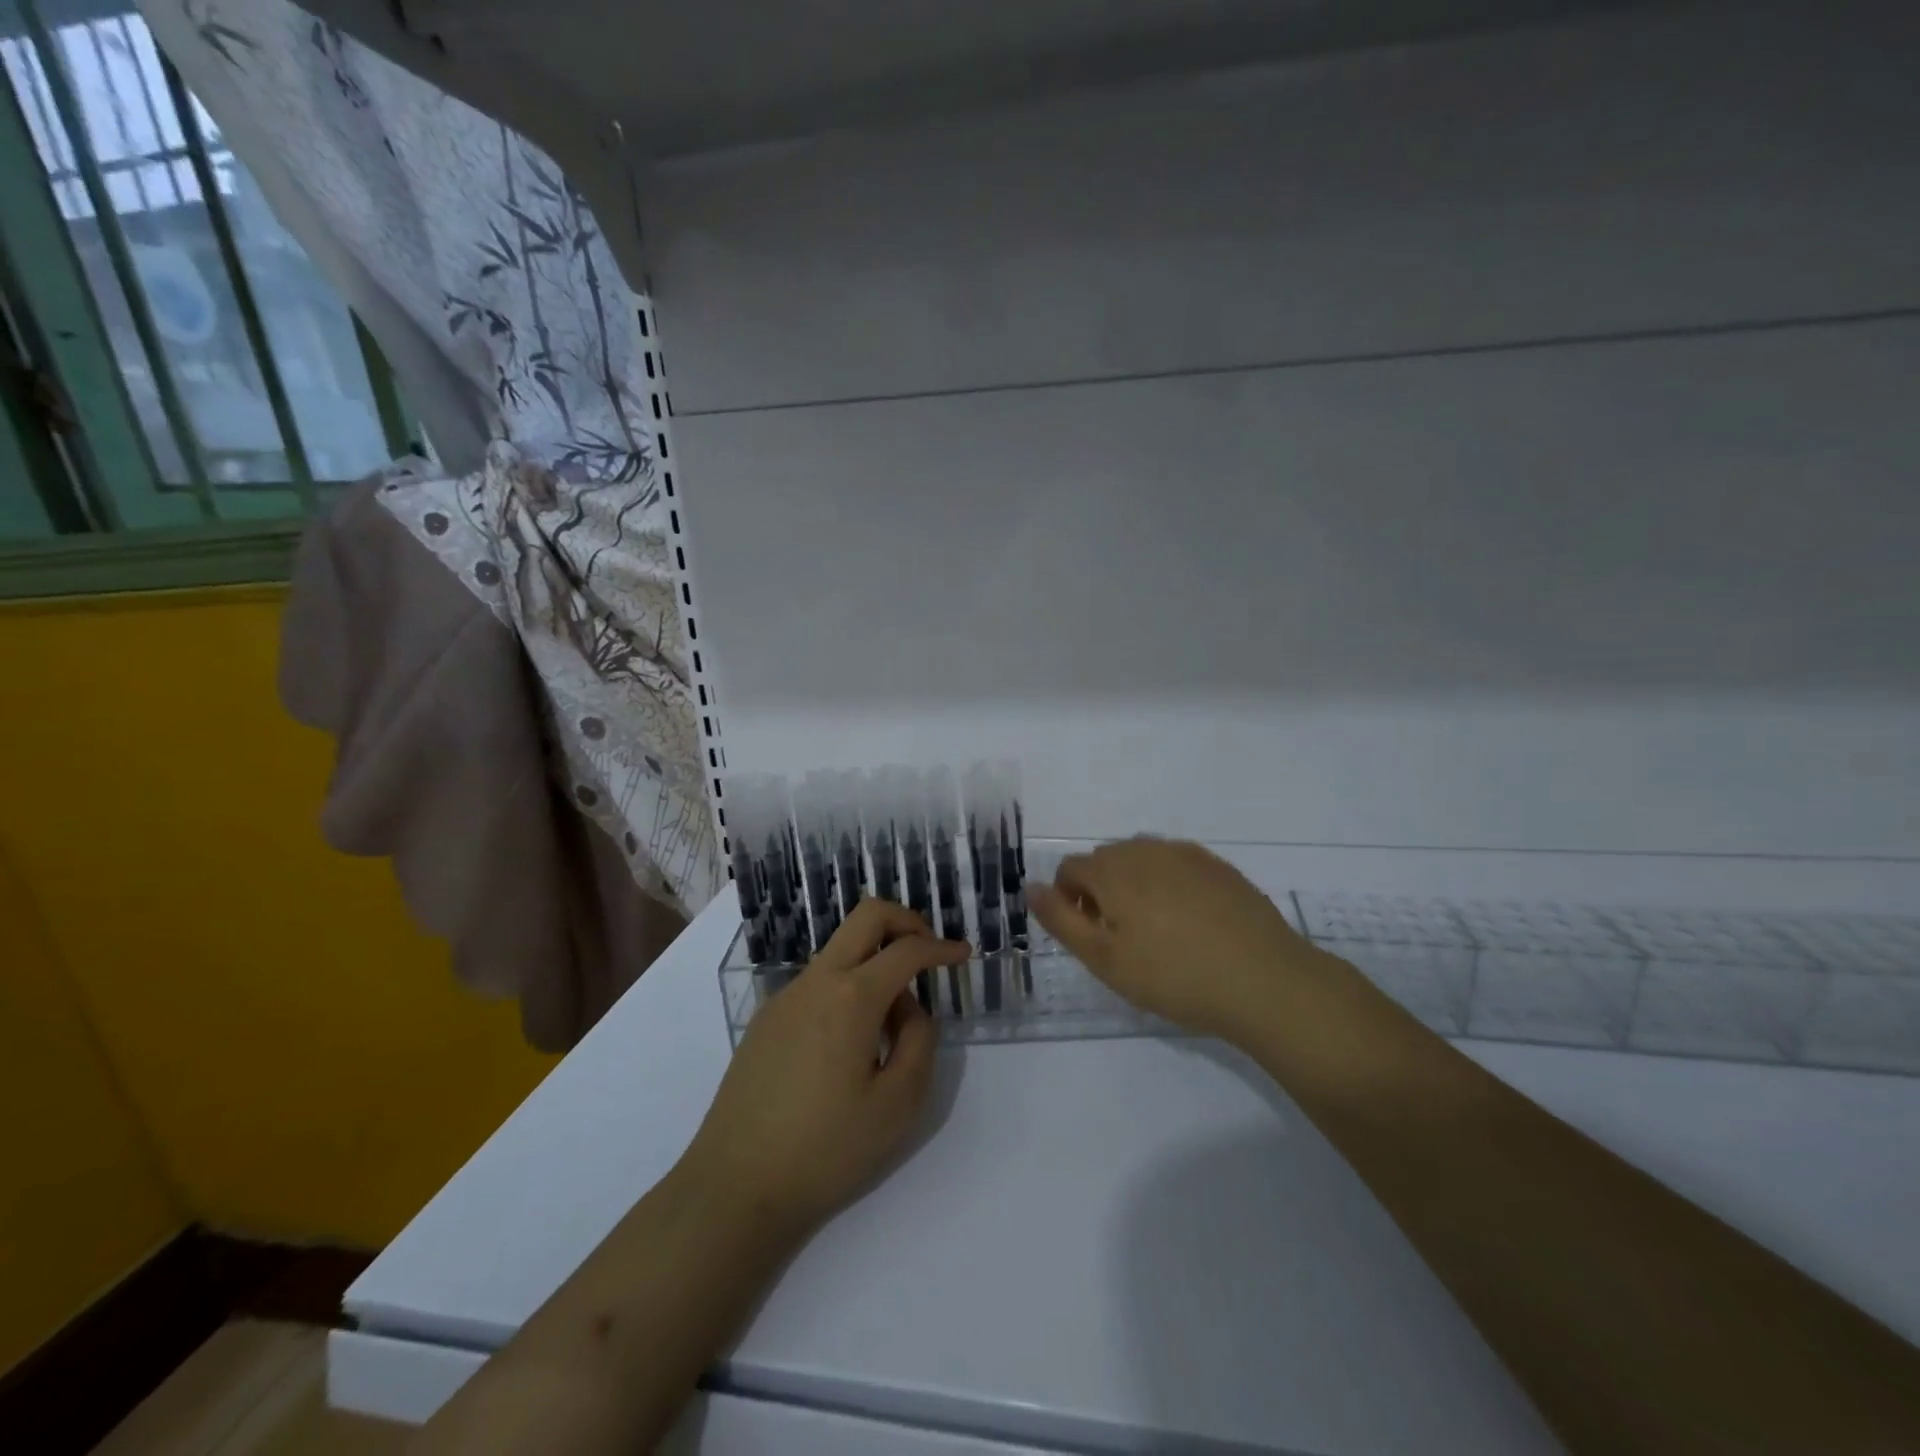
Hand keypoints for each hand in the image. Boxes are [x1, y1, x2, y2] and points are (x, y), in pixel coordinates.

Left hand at [683, 900, 968, 1235]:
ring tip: (890, 1027)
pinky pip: (818, 982)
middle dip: (906, 922)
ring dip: (875, 962)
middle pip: (867, 916)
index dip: (941, 948)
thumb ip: (919, 1041)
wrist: (733, 1187)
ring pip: (841, 950)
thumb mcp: (897, 1104)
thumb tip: (910, 1008)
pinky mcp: (766, 1020)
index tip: (962, 955)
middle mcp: (816, 981)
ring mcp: (785, 997)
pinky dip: (847, 988)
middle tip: (929, 953)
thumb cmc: (824, 1150)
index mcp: (851, 997)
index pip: (907, 950)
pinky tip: (850, 1046)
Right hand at [1028, 837, 1320, 1040]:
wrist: (1263, 979)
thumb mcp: (1104, 959)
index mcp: (1112, 869)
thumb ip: (1060, 919)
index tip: (1092, 939)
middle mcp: (1145, 849)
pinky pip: (1177, 866)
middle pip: (1105, 861)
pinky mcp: (1219, 866)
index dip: (1070, 902)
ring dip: (1135, 886)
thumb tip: (1031, 888)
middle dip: (1102, 892)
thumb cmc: (1173, 975)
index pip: (1069, 869)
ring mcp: (1186, 854)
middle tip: (1123, 941)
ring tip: (1158, 932)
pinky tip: (1192, 923)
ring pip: (1142, 861)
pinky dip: (1170, 886)